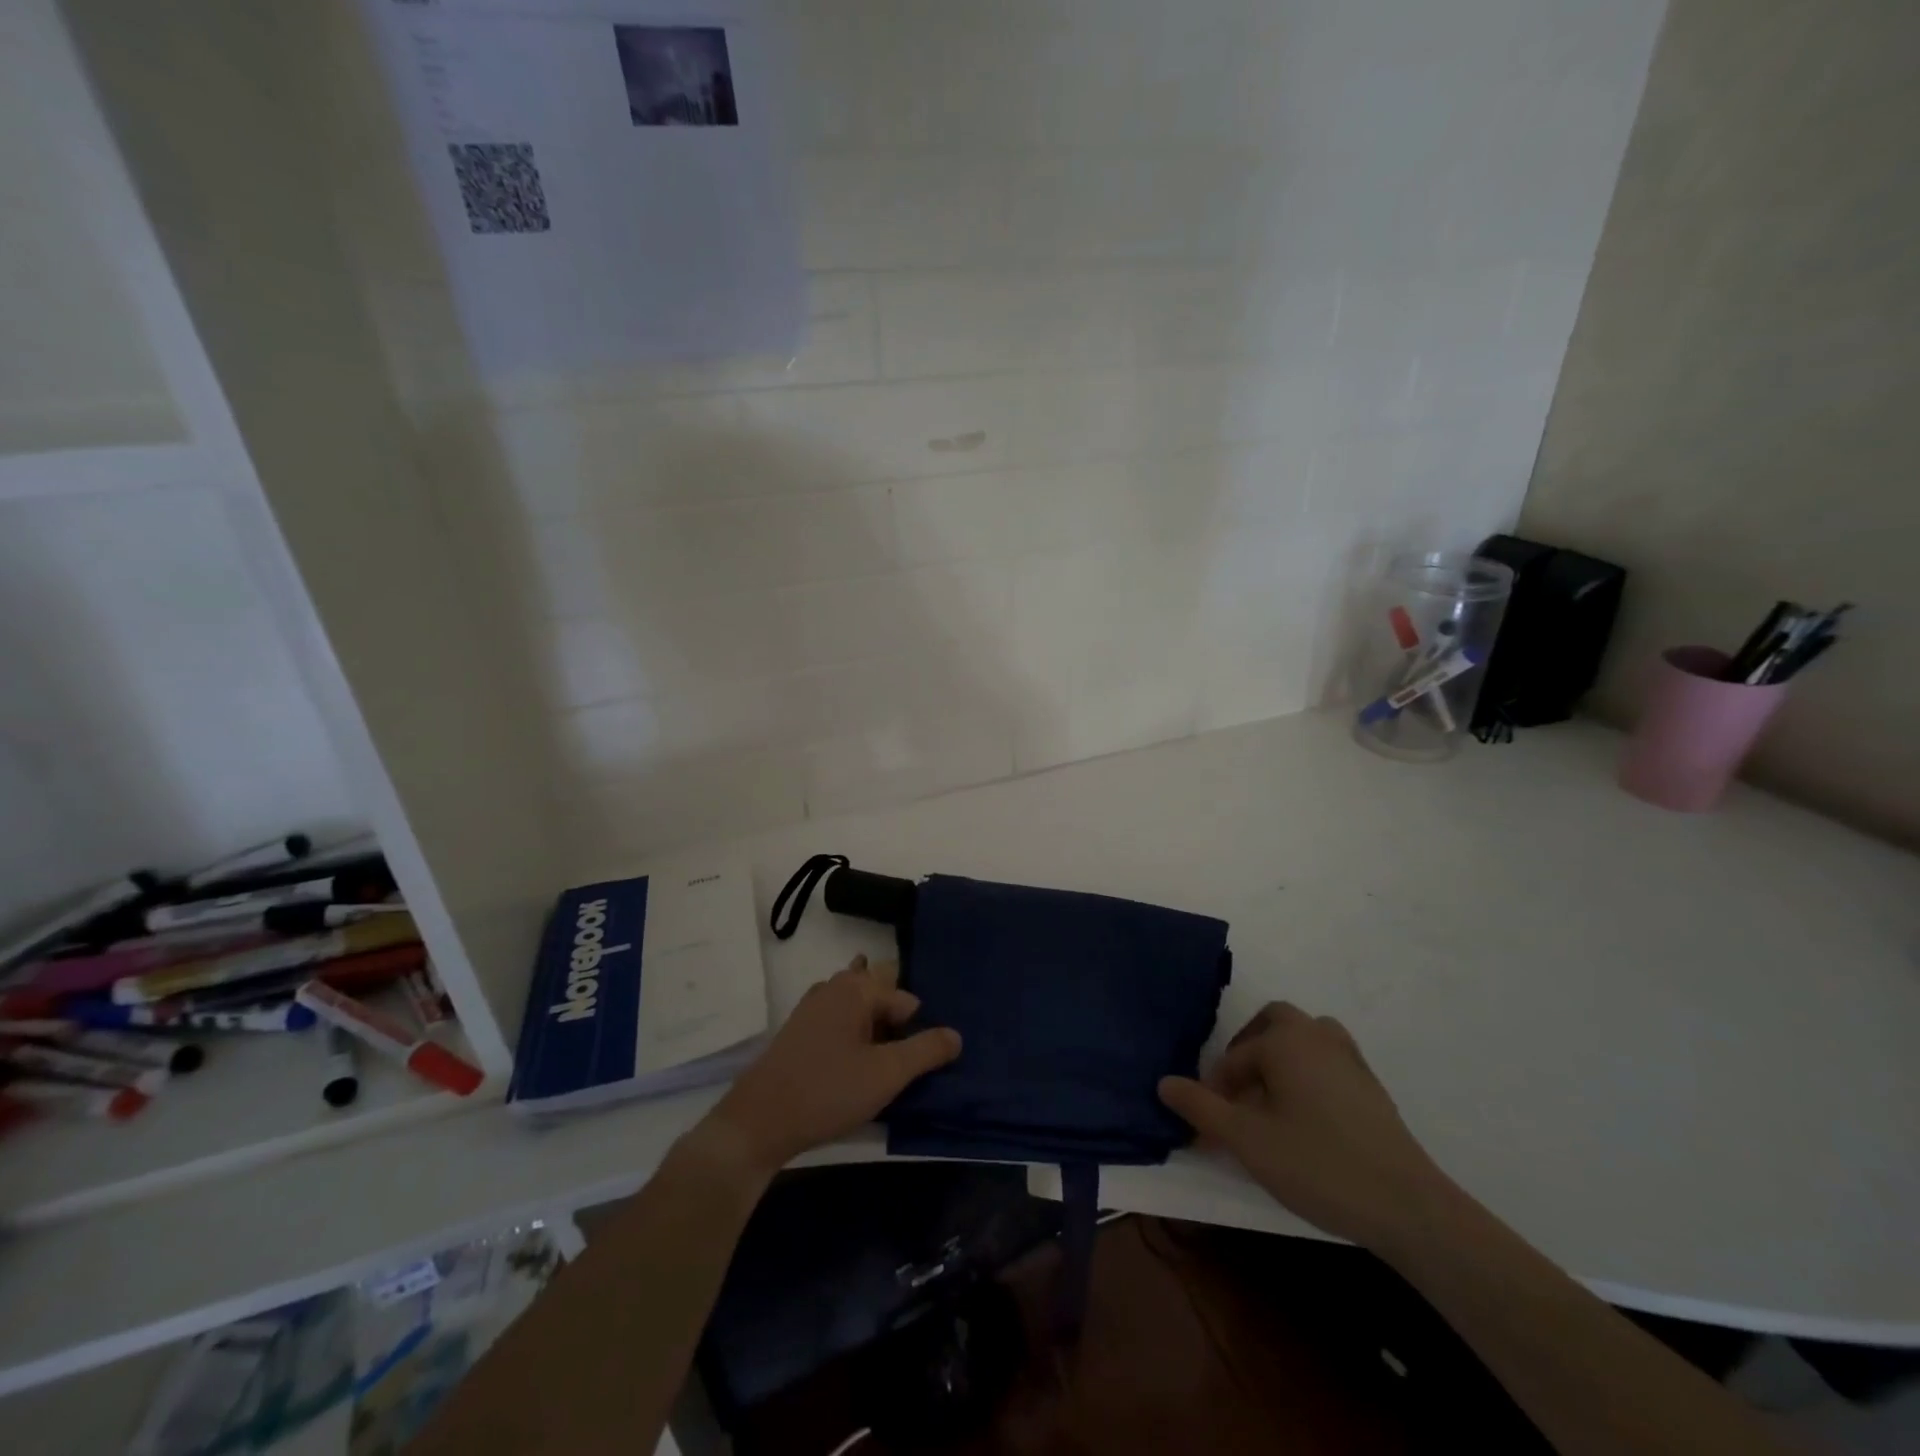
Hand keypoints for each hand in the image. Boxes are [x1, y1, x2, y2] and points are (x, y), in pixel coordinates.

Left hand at [698, 955, 961, 1179]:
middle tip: (901, 1064)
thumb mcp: (887, 1074)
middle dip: (896, 1024)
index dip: (916, 1032)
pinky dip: (853, 1039)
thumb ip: (926, 1051)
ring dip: (874, 1033)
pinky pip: (839, 1023)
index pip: (906, 1001)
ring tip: (881, 1068)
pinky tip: (853, 1069)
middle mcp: (833, 987)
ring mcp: (812, 1007)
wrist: (758, 1122)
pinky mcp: (799, 1031)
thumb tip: (956, 1035)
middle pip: (881, 997)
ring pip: (858, 1010)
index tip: (915, 1065)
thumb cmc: (827, 1092)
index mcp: (856, 989)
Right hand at [1158, 1001, 1450, 1251]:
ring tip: (1270, 1098)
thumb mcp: (1247, 1140)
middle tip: (1238, 1090)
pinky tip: (1308, 1117)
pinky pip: (1329, 1062)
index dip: (1216, 1088)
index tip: (1209, 1126)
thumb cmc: (1318, 1164)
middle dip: (1250, 1049)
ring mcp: (1351, 1060)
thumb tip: (1163, 1082)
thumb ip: (1201, 1108)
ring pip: (1307, 1039)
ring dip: (1283, 1057)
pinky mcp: (1373, 1089)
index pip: (1235, 1056)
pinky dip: (1310, 1074)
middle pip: (1275, 1022)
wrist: (1408, 1207)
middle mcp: (1318, 1037)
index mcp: (1286, 1040)